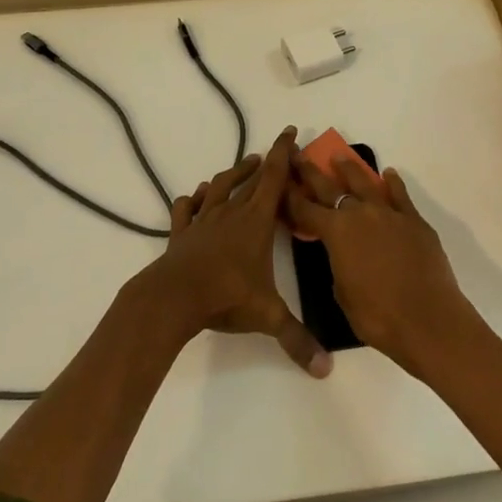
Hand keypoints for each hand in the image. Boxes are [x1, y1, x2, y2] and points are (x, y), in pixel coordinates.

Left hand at [136, 127, 330, 377]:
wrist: (174, 297)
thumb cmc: (225, 296)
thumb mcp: (268, 317)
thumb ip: (298, 340)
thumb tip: (327, 369)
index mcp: (255, 221)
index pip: (274, 178)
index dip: (284, 153)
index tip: (290, 132)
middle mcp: (231, 212)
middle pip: (251, 178)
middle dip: (267, 161)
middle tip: (277, 150)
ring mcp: (203, 219)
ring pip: (219, 186)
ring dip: (234, 173)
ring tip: (245, 166)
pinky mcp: (182, 231)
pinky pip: (186, 207)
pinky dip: (194, 199)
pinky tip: (197, 197)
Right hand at [284, 154, 477, 377]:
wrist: (428, 320)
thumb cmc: (378, 317)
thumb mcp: (343, 294)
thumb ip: (338, 265)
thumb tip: (345, 255)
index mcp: (336, 233)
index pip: (305, 210)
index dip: (291, 197)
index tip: (281, 181)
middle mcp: (360, 214)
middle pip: (330, 188)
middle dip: (311, 173)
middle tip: (299, 156)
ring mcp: (389, 214)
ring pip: (365, 183)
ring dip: (350, 169)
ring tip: (340, 157)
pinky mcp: (414, 221)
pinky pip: (400, 195)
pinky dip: (392, 183)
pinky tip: (389, 175)